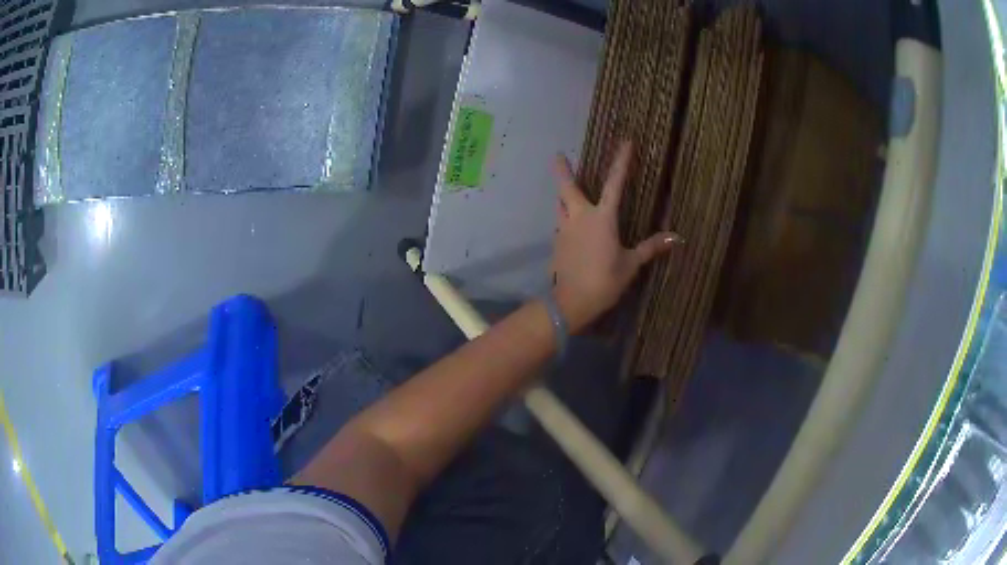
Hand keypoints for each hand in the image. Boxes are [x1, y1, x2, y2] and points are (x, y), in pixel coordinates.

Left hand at [552, 141, 681, 332]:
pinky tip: (571, 225)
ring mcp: (564, 229)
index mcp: (602, 218)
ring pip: (560, 204)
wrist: (571, 302)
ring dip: (563, 194)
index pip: (614, 183)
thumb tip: (676, 238)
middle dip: (563, 170)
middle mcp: (579, 217)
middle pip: (567, 187)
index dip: (621, 162)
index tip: (625, 142)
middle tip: (558, 155)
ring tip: (566, 190)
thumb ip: (650, 247)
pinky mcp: (557, 243)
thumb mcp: (631, 264)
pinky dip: (565, 217)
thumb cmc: (605, 280)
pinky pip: (561, 223)